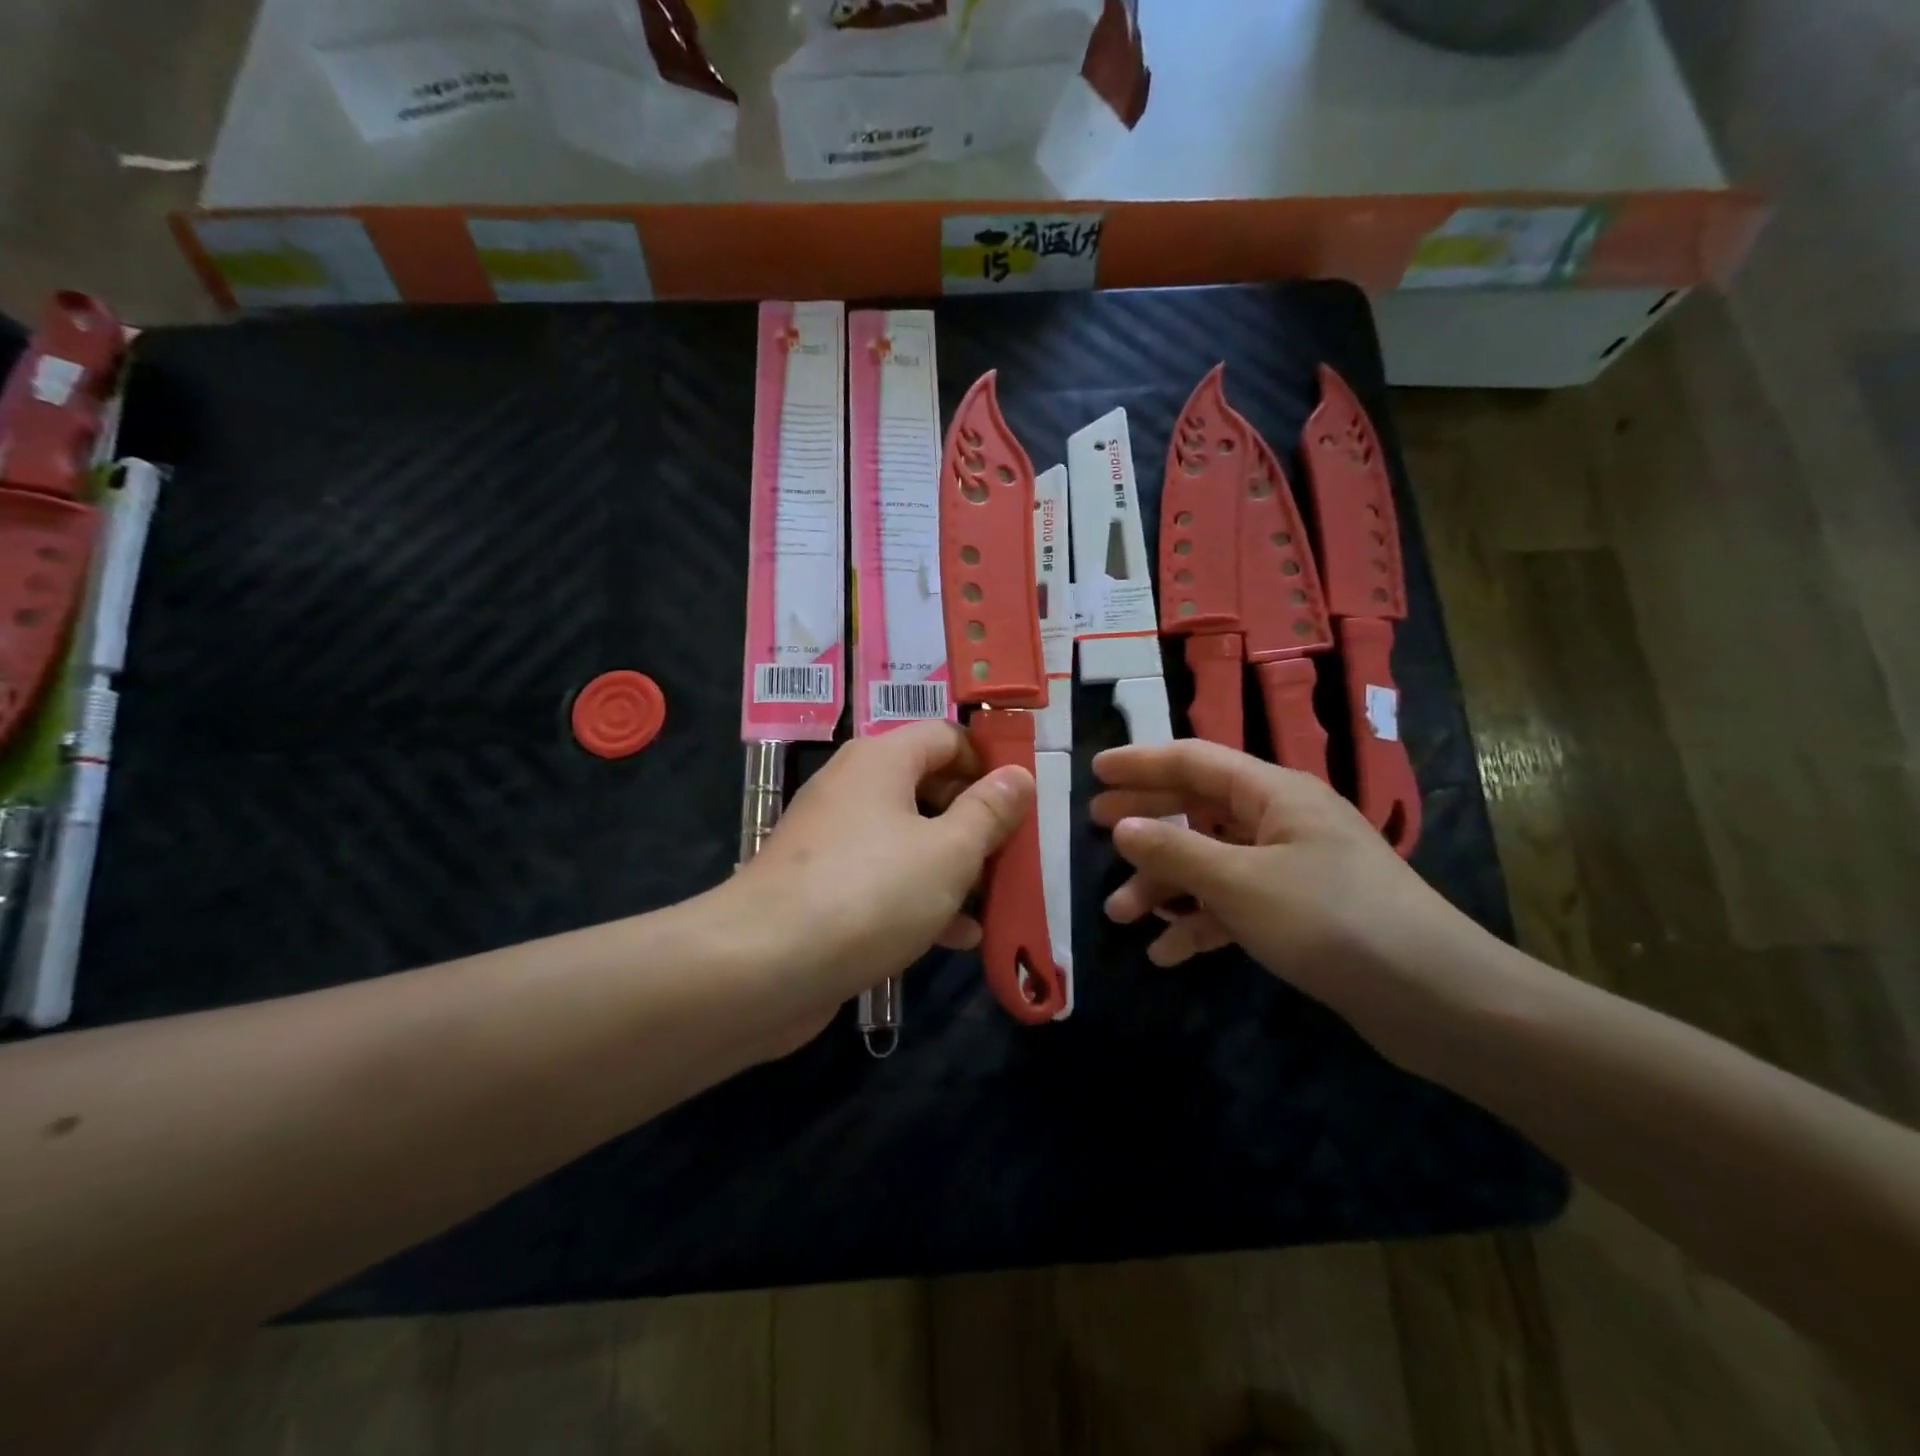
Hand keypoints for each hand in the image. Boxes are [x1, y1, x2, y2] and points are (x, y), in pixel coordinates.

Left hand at [722, 722, 1033, 1041]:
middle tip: (1013, 856)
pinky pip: (883, 877)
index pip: (948, 737)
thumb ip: (989, 812)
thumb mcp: (948, 852)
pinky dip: (920, 896)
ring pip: (909, 838)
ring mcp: (834, 839)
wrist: (762, 967)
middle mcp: (854, 788)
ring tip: (995, 901)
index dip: (990, 763)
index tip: (1022, 803)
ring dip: (954, 866)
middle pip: (930, 787)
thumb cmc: (869, 893)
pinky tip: (957, 936)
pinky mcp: (823, 885)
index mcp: (882, 760)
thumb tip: (1019, 775)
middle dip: (976, 822)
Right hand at [1091, 740, 1477, 1017]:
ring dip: (1166, 885)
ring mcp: (1292, 868)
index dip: (1140, 763)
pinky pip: (1235, 904)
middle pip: (1199, 807)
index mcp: (1273, 793)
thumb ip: (1175, 850)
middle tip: (1096, 828)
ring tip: (1121, 914)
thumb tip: (1122, 826)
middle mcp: (1281, 820)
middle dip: (1147, 821)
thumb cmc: (1332, 920)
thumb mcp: (1240, 883)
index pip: (1194, 760)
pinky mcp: (1299, 913)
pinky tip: (1167, 952)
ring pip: (1212, 861)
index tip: (1094, 770)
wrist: (1437, 999)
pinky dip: (1201, 922)